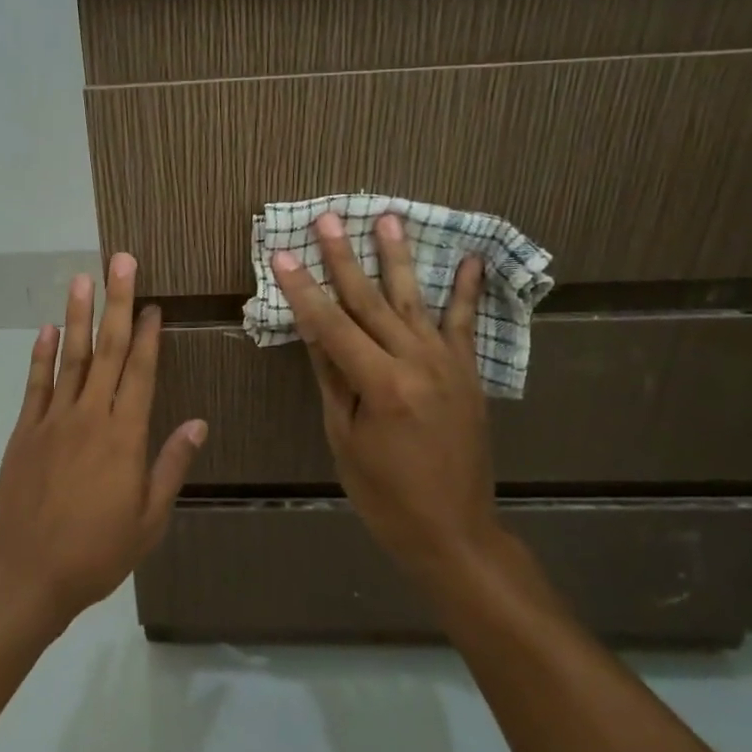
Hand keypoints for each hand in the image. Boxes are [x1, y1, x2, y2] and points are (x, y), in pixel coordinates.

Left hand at [0, 253, 206, 629]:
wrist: (27, 574)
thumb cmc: (97, 552)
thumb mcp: (149, 519)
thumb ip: (171, 465)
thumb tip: (198, 422)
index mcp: (125, 437)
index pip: (141, 372)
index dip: (149, 334)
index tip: (153, 303)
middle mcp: (90, 417)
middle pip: (108, 351)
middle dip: (116, 303)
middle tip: (120, 262)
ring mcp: (53, 421)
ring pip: (70, 358)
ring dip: (78, 317)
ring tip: (82, 279)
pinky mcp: (24, 431)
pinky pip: (35, 385)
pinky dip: (41, 355)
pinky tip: (46, 329)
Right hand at [270, 212, 500, 585]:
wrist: (454, 532)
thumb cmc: (386, 494)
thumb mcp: (345, 438)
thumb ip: (333, 378)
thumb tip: (313, 330)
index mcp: (381, 384)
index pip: (331, 324)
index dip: (303, 288)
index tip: (281, 254)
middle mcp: (417, 363)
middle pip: (371, 301)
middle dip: (343, 258)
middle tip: (327, 219)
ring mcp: (448, 365)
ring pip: (415, 300)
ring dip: (398, 258)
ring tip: (387, 219)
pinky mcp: (467, 373)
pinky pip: (464, 325)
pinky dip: (467, 291)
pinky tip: (470, 260)